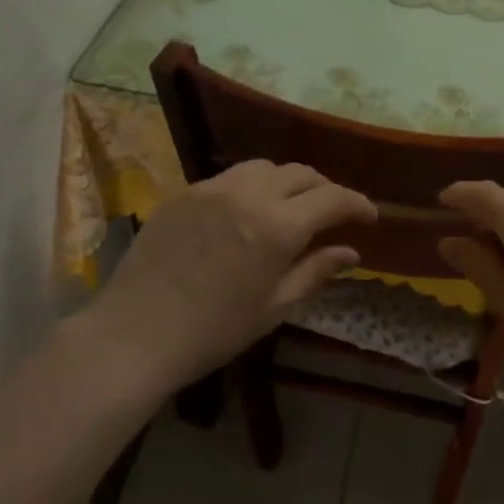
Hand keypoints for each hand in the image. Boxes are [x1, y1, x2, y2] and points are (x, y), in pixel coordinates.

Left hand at [86, 161, 375, 393]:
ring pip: (265, 167)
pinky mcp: (184, 193)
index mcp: (277, 227)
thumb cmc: (213, 332)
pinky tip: (248, 212)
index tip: (370, 216)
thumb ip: (316, 271)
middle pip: (301, 174)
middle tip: (334, 214)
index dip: (357, 204)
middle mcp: (248, 195)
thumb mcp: (274, 307)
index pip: (332, 198)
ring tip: (291, 207)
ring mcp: (212, 189)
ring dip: (288, 182)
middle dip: (325, 190)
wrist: (133, 335)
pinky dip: (252, 186)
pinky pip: (230, 177)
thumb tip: (352, 252)